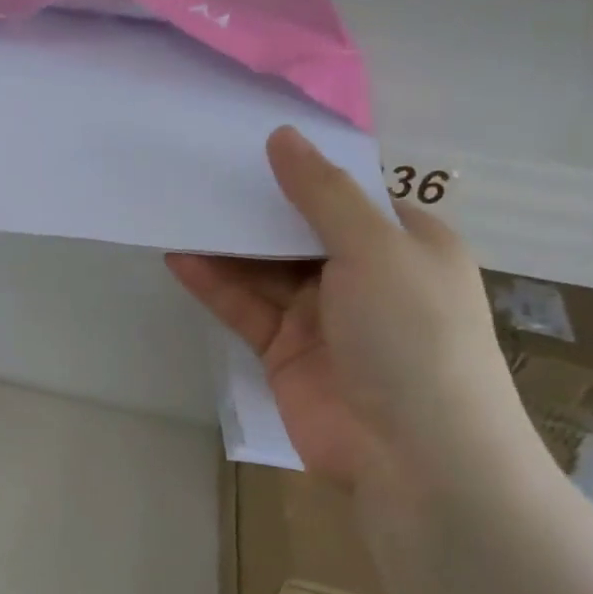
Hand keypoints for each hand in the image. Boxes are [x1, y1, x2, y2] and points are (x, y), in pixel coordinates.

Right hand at [168, 126, 526, 488]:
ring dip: (226, 244)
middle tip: (198, 171)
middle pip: (297, 229)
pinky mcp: (284, 350)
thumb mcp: (375, 250)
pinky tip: (180, 257)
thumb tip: (281, 136)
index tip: (246, 140)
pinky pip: (245, 307)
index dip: (300, 167)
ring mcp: (322, 315)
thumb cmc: (412, 336)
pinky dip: (214, 284)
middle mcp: (364, 274)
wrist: (415, 457)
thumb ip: (321, 194)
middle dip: (254, 205)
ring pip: (264, 268)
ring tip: (177, 207)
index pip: (346, 192)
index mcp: (403, 243)